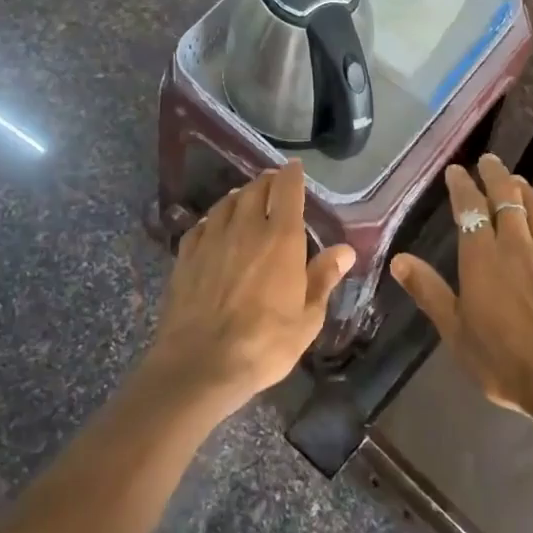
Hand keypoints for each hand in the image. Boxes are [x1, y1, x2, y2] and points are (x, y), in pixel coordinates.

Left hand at [146, 161, 354, 412]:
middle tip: (273, 185)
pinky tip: (214, 226)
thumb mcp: (307, 318)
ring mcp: (212, 238)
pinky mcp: (186, 255)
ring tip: (245, 199)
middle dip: (267, 181)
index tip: (294, 168)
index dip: (292, 175)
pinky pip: (202, 224)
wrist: (200, 365)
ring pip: (227, 202)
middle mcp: (246, 228)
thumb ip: (323, 278)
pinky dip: (213, 218)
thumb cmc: (264, 344)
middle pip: (255, 189)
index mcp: (281, 238)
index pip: (287, 190)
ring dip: (239, 196)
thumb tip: (345, 250)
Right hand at [391, 154, 532, 423]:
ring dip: (525, 190)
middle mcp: (516, 245)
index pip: (470, 208)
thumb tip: (399, 259)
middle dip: (495, 175)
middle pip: (507, 197)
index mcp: (482, 257)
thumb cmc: (501, 358)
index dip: (462, 186)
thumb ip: (428, 291)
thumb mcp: (454, 330)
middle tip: (488, 160)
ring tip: (516, 180)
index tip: (455, 171)